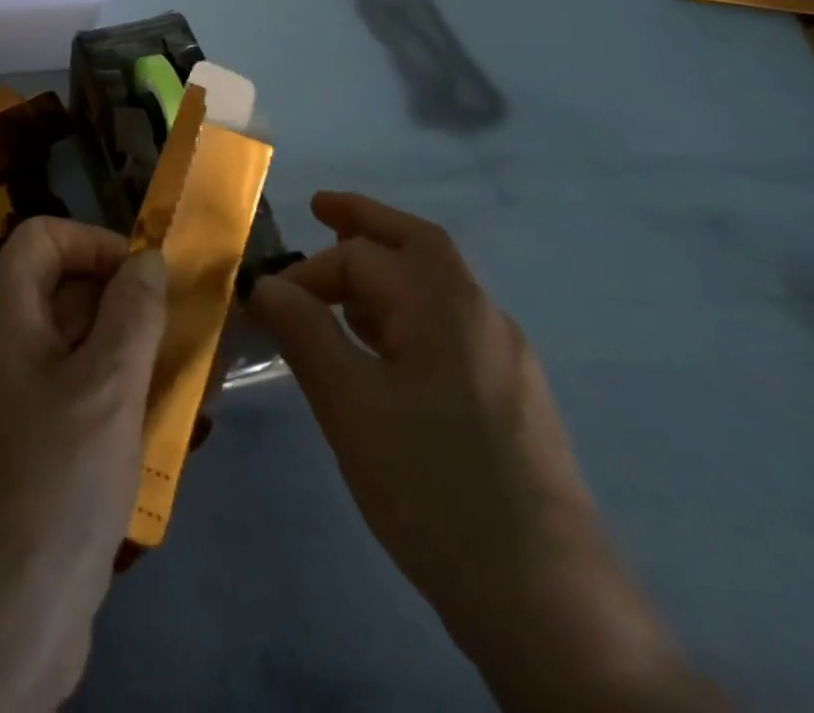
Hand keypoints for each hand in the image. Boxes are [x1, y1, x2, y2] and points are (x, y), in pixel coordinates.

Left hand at [0, 218, 166, 711]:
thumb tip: (146, 259)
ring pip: (74, 353)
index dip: (95, 243)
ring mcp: (7, 403)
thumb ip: (132, 313)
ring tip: (191, 386)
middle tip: (186, 336)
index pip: (42, 238)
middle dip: (126, 306)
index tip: (146, 280)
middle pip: (62, 293)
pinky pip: (71, 402)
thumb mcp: (107, 388)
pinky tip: (163, 437)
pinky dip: (114, 405)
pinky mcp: (23, 453)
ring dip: (130, 359)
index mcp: (3, 318)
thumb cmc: (50, 485)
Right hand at [248, 192, 724, 712]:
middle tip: (319, 208)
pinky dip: (405, 309)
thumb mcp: (350, 405)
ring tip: (338, 282)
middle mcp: (482, 316)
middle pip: (418, 244)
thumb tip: (265, 283)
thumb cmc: (434, 487)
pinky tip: (379, 347)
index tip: (263, 305)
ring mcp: (505, 358)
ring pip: (436, 286)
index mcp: (445, 305)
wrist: (550, 606)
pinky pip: (448, 326)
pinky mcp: (511, 399)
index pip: (360, 258)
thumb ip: (304, 332)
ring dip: (385, 268)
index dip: (305, 272)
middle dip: (365, 220)